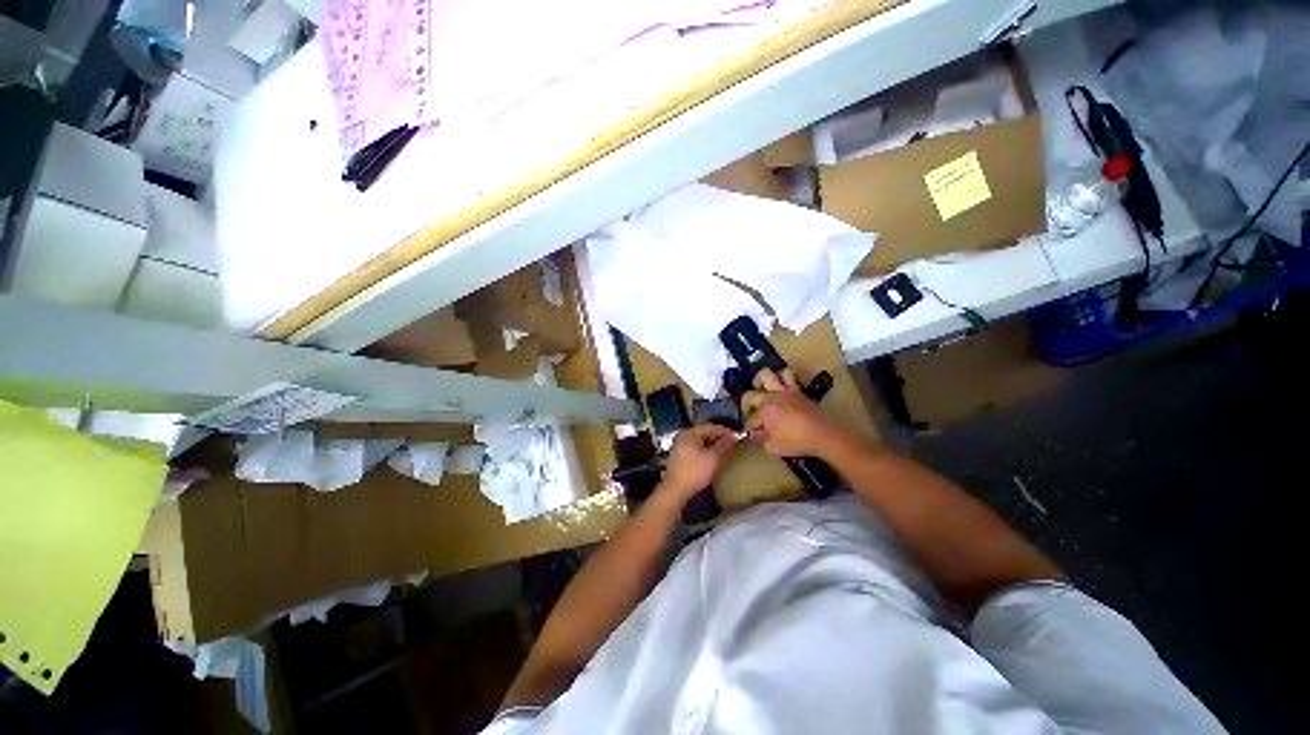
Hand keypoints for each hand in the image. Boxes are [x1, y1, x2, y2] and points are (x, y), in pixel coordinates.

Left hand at [659, 424, 739, 500]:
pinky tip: (713, 457)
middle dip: (719, 438)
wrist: (675, 490)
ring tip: (726, 450)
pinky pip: (696, 448)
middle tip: (733, 444)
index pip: (711, 427)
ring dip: (713, 444)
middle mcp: (683, 436)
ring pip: (700, 441)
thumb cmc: (694, 472)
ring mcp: (680, 445)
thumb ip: (724, 446)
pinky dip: (705, 450)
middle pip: (705, 432)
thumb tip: (735, 436)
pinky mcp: (679, 456)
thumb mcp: (712, 458)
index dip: (725, 432)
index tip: (738, 437)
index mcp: (690, 433)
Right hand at [742, 368, 840, 458]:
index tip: (752, 433)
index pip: (750, 419)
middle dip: (746, 405)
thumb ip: (760, 439)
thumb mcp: (774, 447)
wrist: (823, 435)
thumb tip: (754, 434)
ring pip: (767, 375)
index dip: (749, 428)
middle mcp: (771, 398)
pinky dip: (781, 378)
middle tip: (750, 412)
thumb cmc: (797, 442)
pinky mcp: (797, 390)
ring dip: (761, 381)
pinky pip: (788, 375)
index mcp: (764, 412)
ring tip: (762, 389)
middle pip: (750, 395)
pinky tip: (780, 386)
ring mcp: (784, 391)